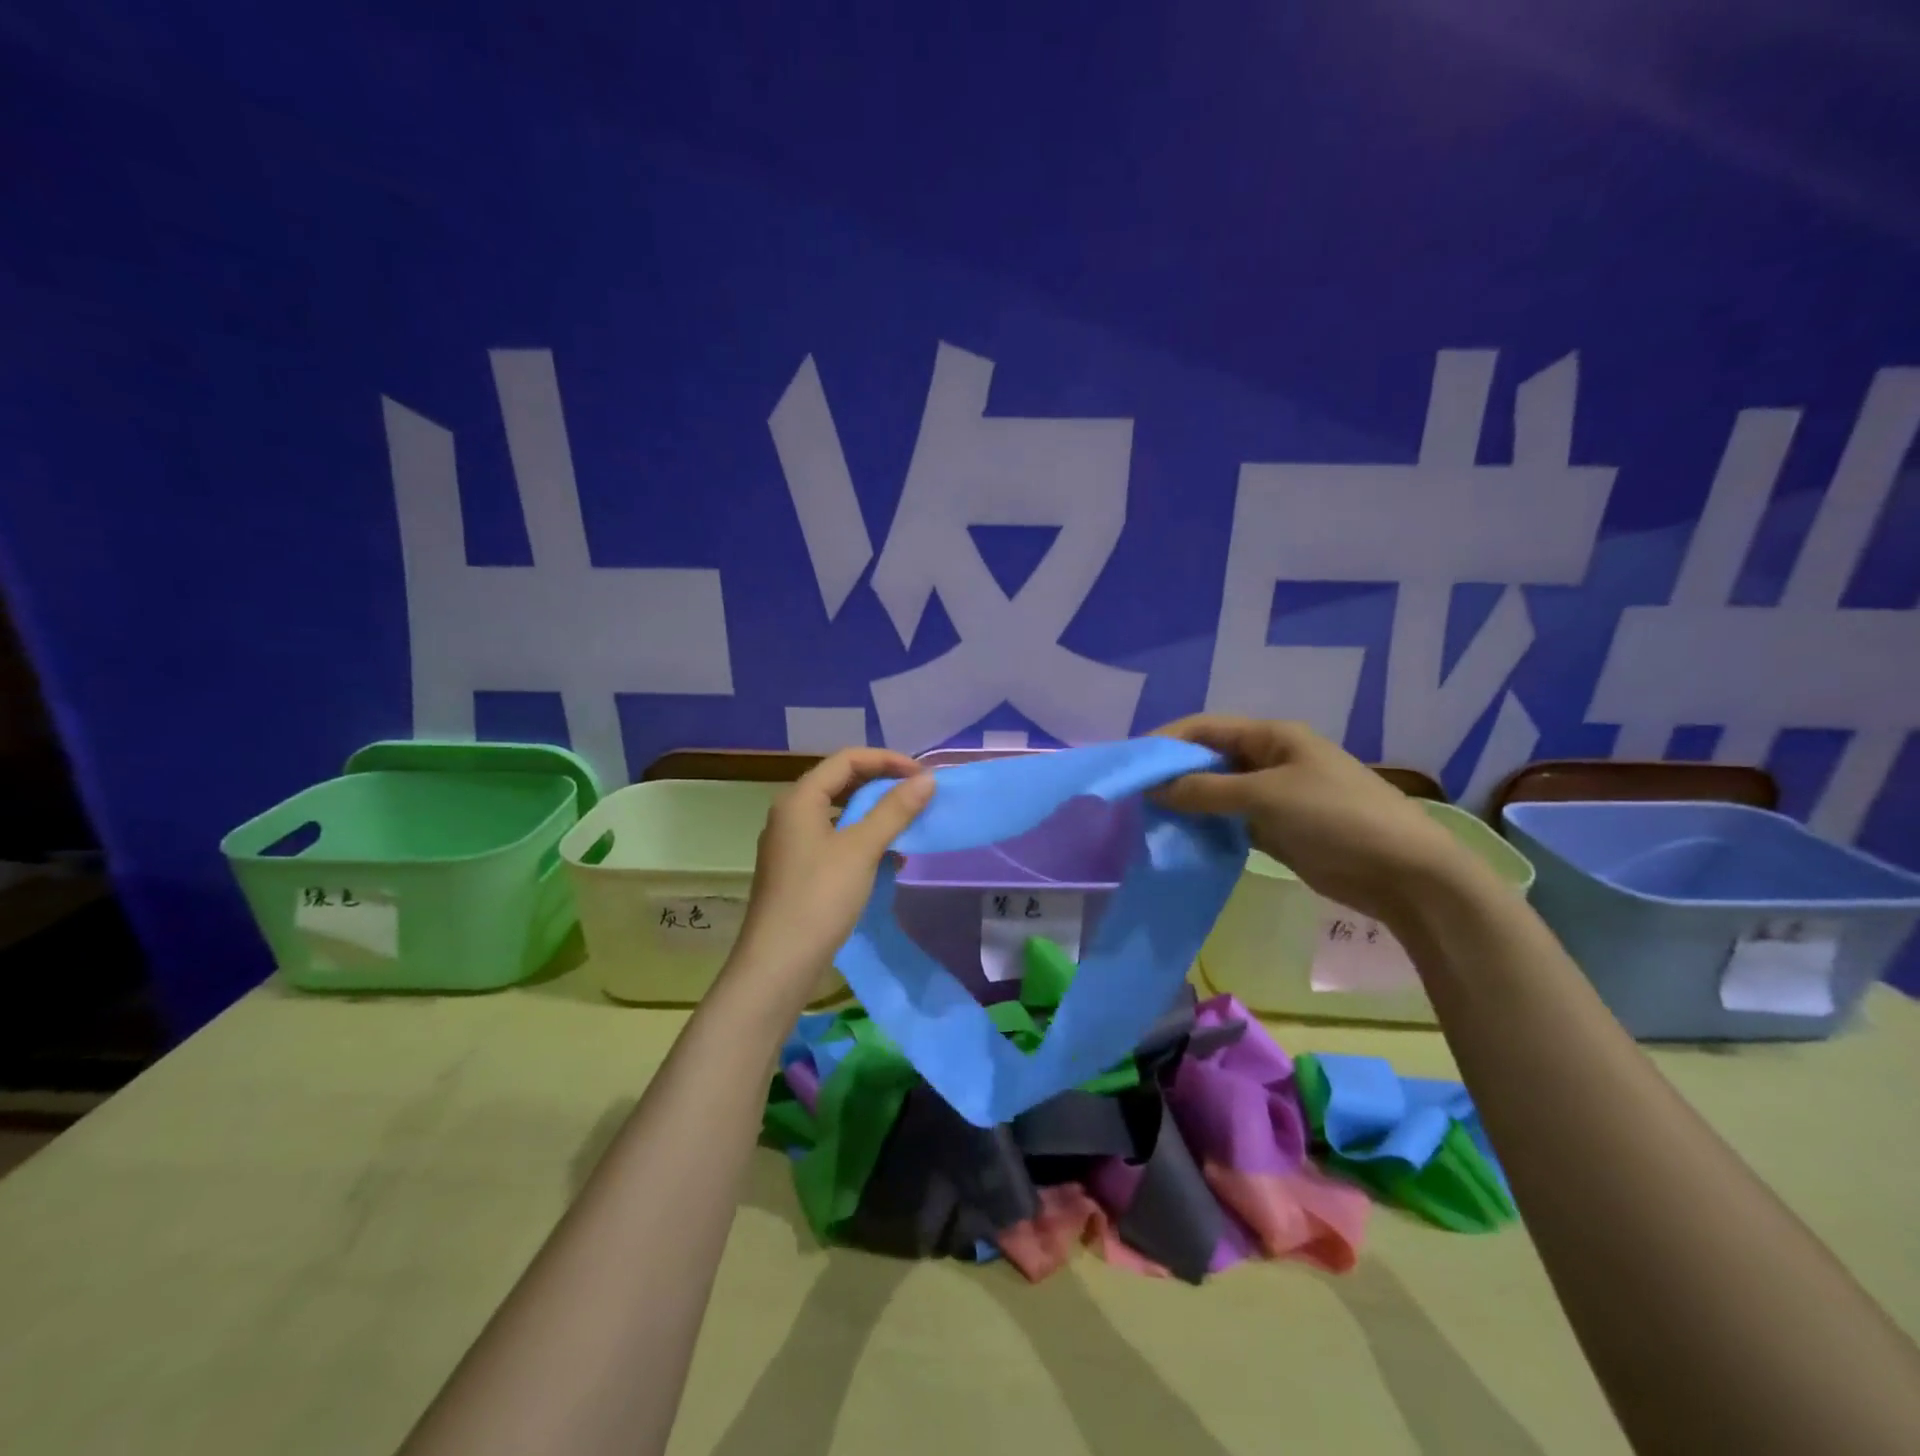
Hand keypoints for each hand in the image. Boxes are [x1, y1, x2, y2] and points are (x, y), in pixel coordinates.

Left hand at [727, 748, 934, 1000]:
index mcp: (799, 799)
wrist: (778, 964)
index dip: (887, 761)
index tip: (922, 777)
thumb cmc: (819, 898)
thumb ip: (894, 810)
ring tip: (907, 826)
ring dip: (873, 814)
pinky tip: (887, 859)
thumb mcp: (862, 849)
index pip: (847, 759)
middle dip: (881, 785)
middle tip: (917, 796)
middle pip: (840, 782)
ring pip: (838, 813)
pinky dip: (862, 840)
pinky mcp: (797, 870)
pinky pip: (834, 840)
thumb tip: (927, 779)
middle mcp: (790, 813)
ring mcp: (791, 843)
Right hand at [1154, 716, 1476, 927]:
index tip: (1131, 764)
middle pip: (1209, 759)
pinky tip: (1180, 840)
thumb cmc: (1336, 818)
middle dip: (1172, 774)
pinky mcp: (1277, 830)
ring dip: (1186, 803)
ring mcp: (1274, 796)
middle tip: (1133, 796)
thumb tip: (1154, 787)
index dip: (1167, 741)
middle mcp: (1269, 760)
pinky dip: (1206, 828)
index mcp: (1272, 737)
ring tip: (1148, 819)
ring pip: (1217, 793)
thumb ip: (1206, 790)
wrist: (1404, 873)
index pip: (1206, 728)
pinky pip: (1230, 822)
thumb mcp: (1266, 797)